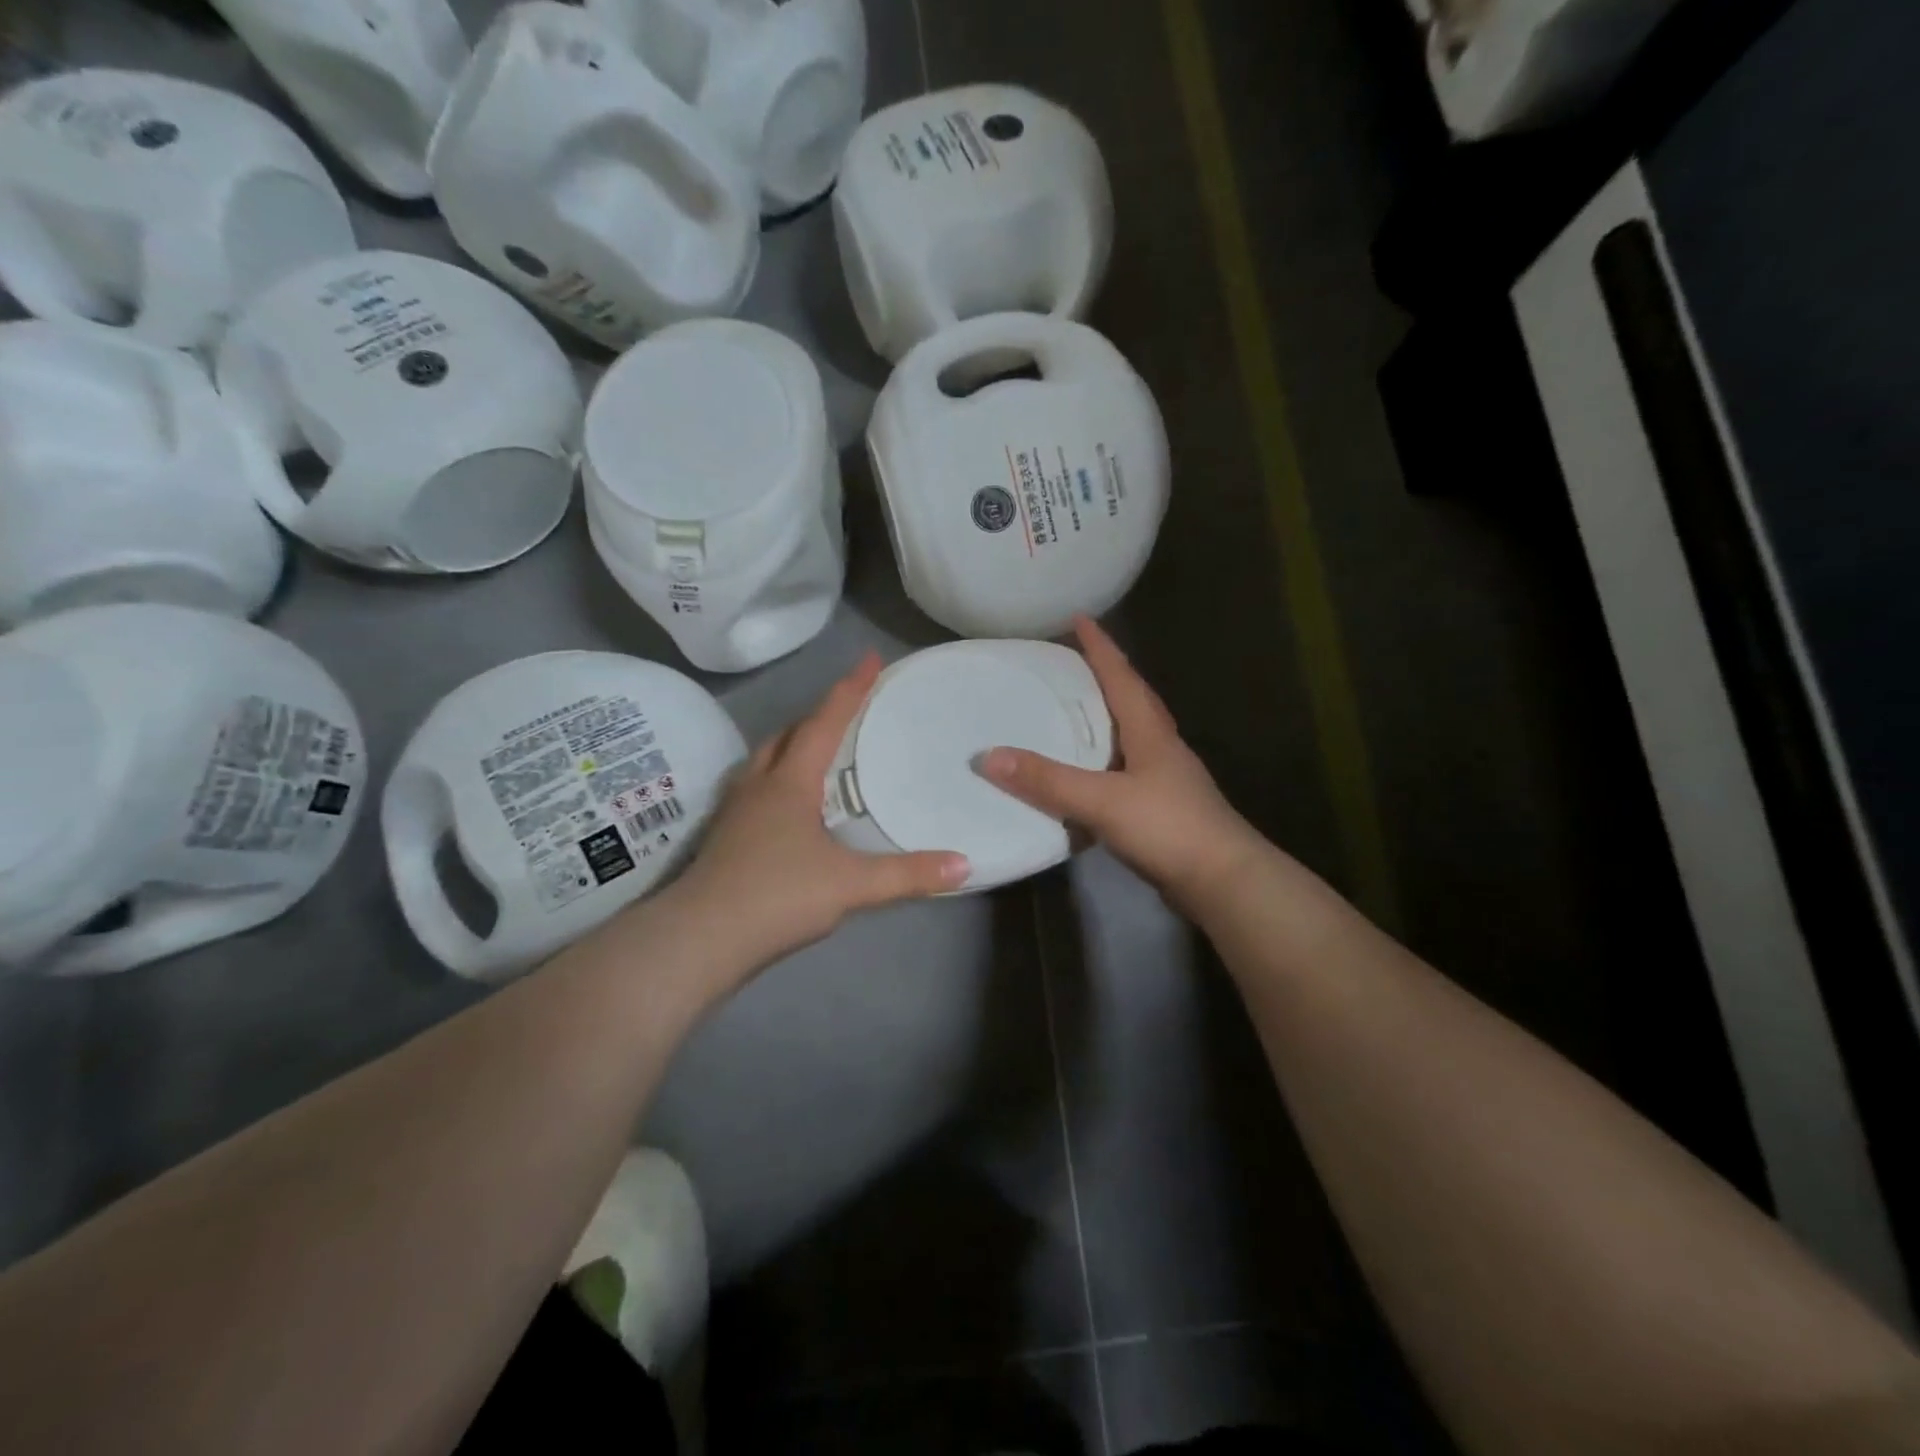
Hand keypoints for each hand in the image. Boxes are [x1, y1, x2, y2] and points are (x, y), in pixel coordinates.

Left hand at [667, 654, 969, 974]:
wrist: (700, 939)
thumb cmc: (777, 896)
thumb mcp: (851, 885)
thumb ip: (908, 875)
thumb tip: (964, 864)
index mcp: (790, 782)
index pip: (824, 723)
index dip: (850, 690)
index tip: (870, 659)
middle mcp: (759, 785)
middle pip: (788, 734)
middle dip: (819, 715)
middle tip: (848, 711)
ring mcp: (736, 810)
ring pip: (766, 759)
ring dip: (793, 745)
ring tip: (819, 751)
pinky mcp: (725, 837)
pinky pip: (756, 787)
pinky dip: (779, 778)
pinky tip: (790, 805)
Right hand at [981, 617, 1265, 913]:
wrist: (1223, 881)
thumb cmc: (1168, 827)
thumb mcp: (1102, 800)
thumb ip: (1047, 780)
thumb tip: (987, 756)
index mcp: (1150, 731)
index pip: (1121, 676)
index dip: (1100, 647)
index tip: (1080, 618)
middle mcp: (1160, 746)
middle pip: (1132, 699)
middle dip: (1105, 675)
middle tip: (1072, 661)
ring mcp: (1165, 778)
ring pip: (1131, 734)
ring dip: (1106, 716)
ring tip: (1075, 710)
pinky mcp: (1162, 807)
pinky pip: (1126, 768)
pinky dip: (1104, 759)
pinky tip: (1088, 773)